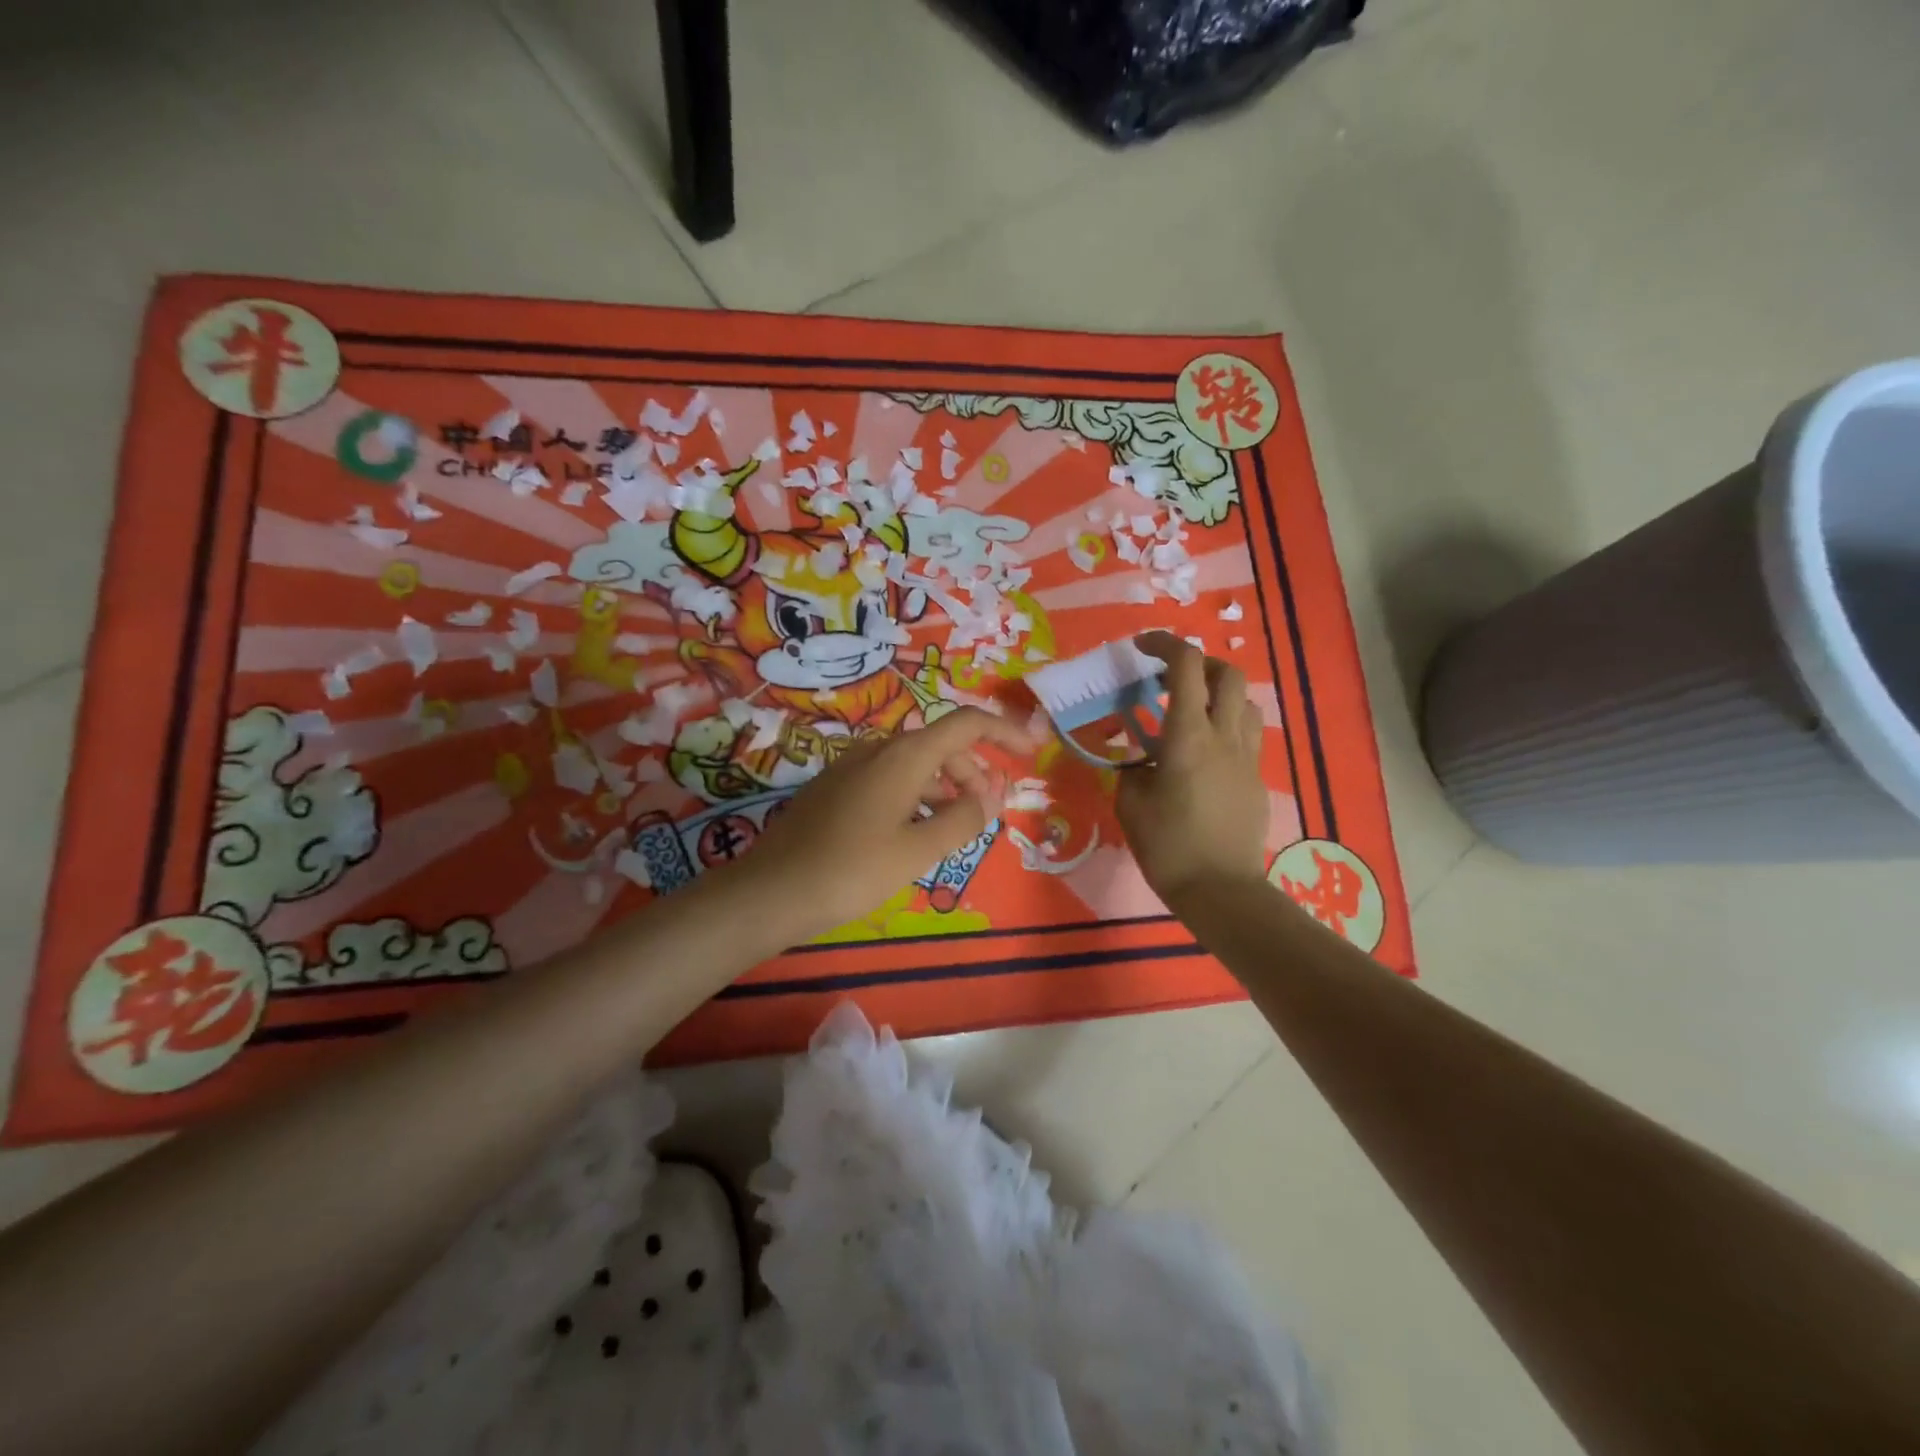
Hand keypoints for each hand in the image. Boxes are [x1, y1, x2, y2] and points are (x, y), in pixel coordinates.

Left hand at [735, 707, 1036, 940]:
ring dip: (944, 789)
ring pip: (913, 766)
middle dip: (973, 773)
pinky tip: (914, 833)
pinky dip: (916, 797)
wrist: (772, 891)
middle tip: (989, 812)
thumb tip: (990, 796)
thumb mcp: (918, 850)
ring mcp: (852, 768)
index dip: (1003, 732)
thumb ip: (963, 819)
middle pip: (940, 746)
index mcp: (904, 756)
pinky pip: (889, 781)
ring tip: (956, 829)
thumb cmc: (853, 869)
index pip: (966, 724)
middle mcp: (878, 750)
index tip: (1031, 753)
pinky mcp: (835, 789)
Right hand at [1116, 631, 1269, 907]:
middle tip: (1170, 678)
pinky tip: (1206, 751)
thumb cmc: (1168, 847)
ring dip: (1218, 693)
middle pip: (1228, 672)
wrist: (1220, 889)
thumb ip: (1131, 770)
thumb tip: (1138, 759)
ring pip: (1244, 701)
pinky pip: (1247, 734)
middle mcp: (1224, 736)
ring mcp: (1246, 757)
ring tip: (1191, 712)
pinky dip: (1227, 725)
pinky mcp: (1256, 778)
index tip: (1141, 647)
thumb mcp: (1131, 804)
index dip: (1164, 644)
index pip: (1186, 666)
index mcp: (1188, 737)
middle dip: (1199, 662)